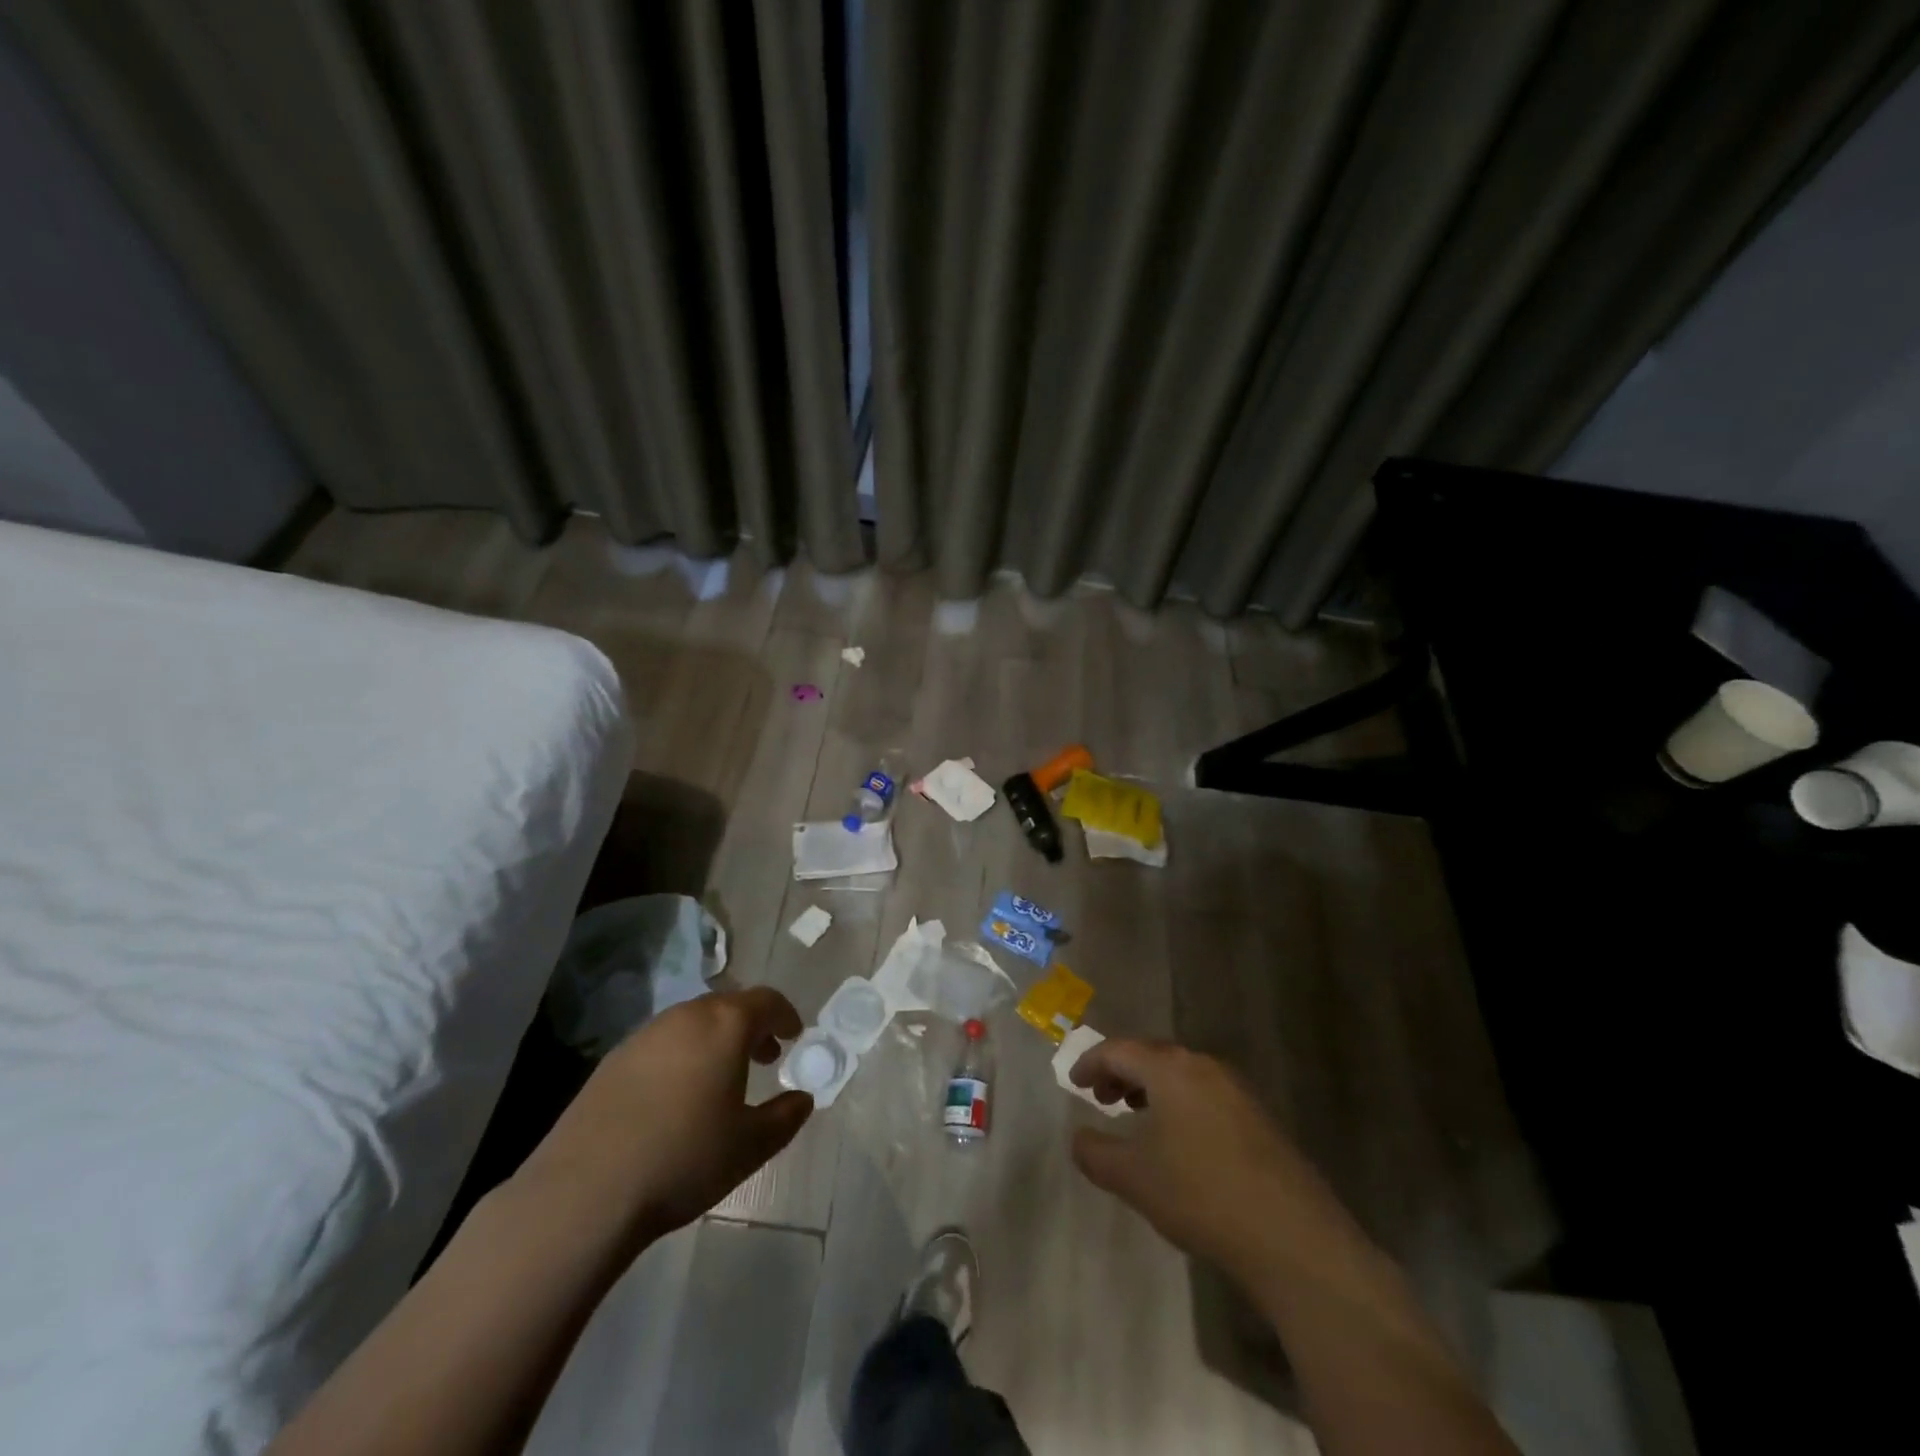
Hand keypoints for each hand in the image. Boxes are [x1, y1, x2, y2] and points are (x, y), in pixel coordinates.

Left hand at [515, 988, 812, 1245]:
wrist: (585, 1192)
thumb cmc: (684, 1159)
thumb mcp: (750, 1146)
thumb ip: (784, 1117)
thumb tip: (803, 1099)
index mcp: (725, 1025)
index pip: (766, 1001)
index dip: (785, 1015)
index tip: (794, 1035)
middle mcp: (686, 1017)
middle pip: (728, 1006)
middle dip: (751, 1027)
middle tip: (765, 1056)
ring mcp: (644, 1035)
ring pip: (692, 1023)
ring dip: (715, 1040)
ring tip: (721, 1078)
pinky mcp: (612, 1060)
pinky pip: (662, 1043)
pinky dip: (682, 1055)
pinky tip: (676, 1096)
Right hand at [1070, 1039, 1326, 1281]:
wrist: (1292, 1237)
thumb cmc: (1200, 1195)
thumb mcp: (1133, 1178)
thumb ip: (1095, 1153)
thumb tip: (1079, 1138)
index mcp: (1170, 1069)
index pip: (1119, 1050)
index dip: (1091, 1063)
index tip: (1074, 1083)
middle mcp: (1203, 1066)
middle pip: (1152, 1055)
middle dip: (1122, 1072)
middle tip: (1102, 1098)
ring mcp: (1237, 1089)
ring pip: (1181, 1074)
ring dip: (1152, 1087)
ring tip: (1136, 1115)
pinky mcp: (1259, 1117)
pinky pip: (1205, 1093)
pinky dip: (1180, 1102)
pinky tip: (1179, 1140)